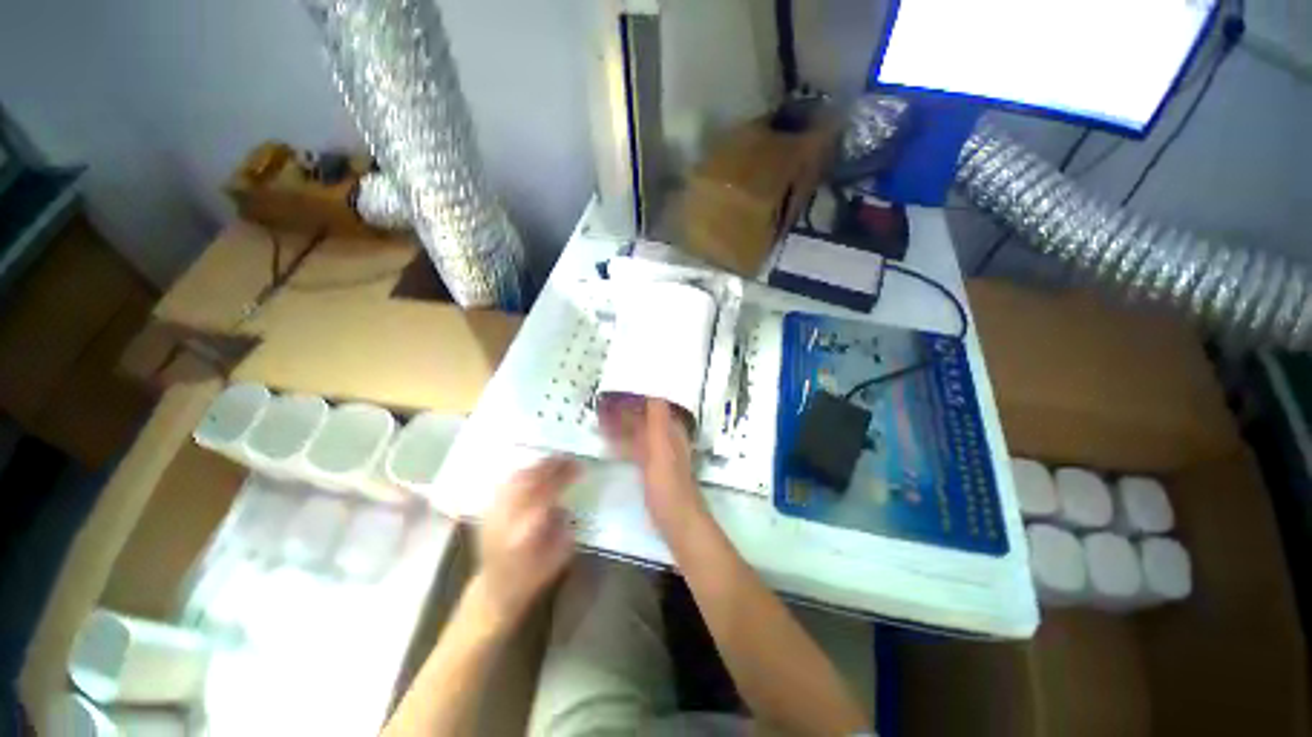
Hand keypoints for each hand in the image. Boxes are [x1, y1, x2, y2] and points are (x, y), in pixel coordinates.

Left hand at [476, 457, 579, 626]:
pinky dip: (524, 471)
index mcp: (524, 534)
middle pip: (529, 481)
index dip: (563, 477)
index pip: (546, 494)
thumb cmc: (532, 575)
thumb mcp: (558, 556)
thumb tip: (566, 504)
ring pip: (516, 479)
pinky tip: (536, 468)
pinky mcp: (487, 509)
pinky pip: (506, 482)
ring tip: (556, 459)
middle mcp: (505, 519)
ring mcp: (493, 513)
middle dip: (551, 466)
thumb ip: (564, 528)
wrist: (495, 588)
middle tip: (570, 457)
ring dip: (538, 465)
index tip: (579, 467)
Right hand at [600, 397, 704, 533]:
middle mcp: (666, 436)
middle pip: (643, 416)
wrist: (677, 522)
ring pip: (637, 431)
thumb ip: (657, 421)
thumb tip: (653, 389)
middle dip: (624, 408)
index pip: (654, 402)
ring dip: (620, 424)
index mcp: (671, 429)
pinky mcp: (650, 467)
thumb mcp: (662, 450)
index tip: (617, 384)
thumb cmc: (669, 485)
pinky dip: (621, 441)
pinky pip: (634, 447)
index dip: (637, 393)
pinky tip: (607, 441)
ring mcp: (658, 452)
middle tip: (600, 402)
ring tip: (598, 418)